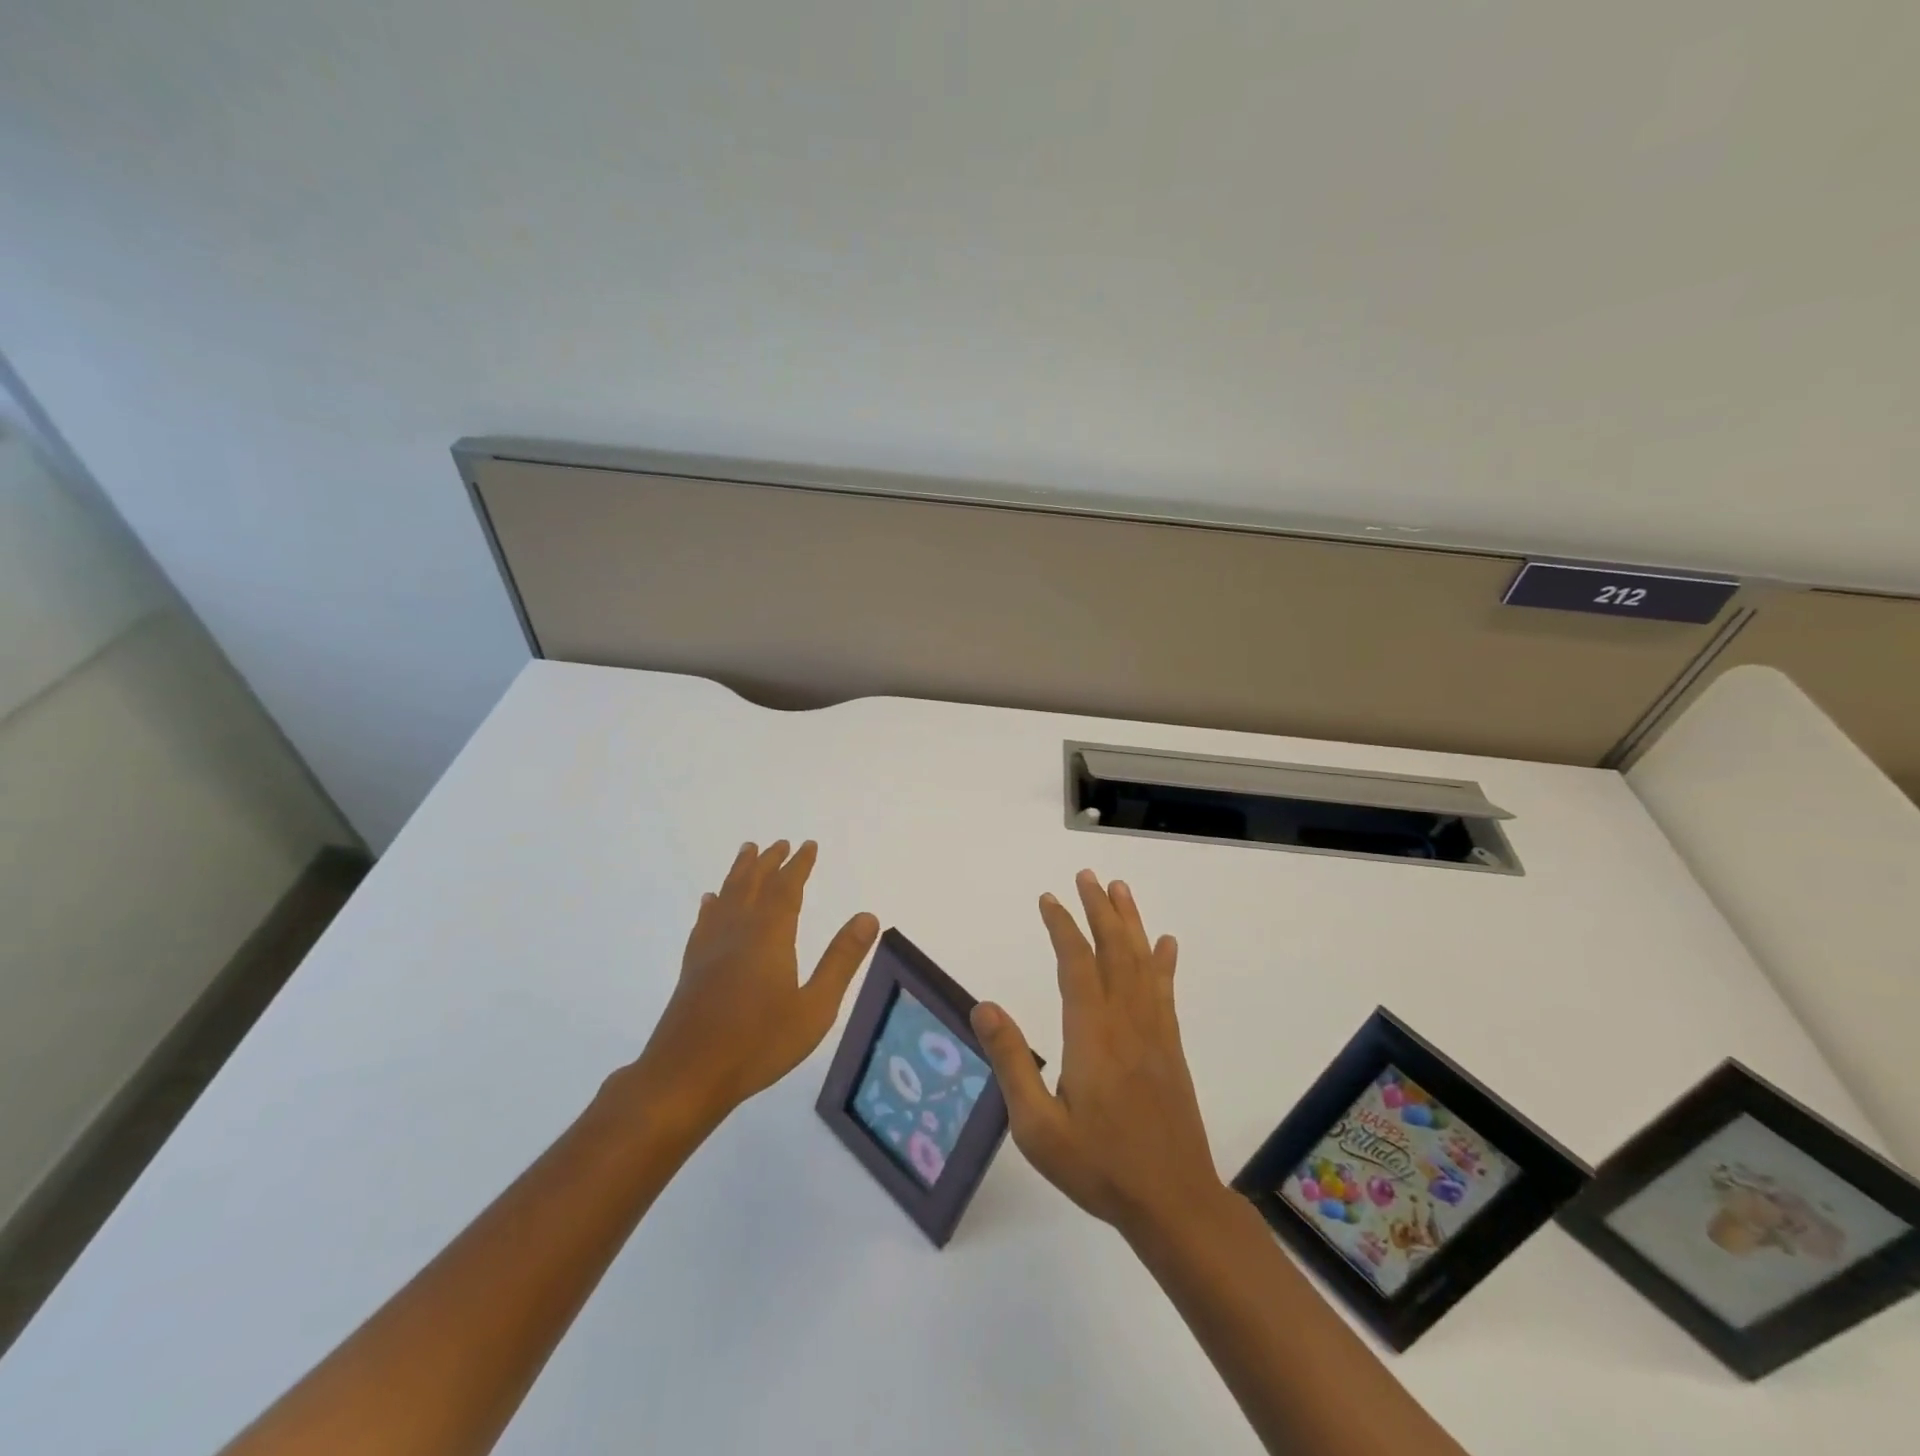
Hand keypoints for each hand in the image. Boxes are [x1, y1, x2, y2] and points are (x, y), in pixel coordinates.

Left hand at [632, 840, 879, 1127]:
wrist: (687, 1075)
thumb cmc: (759, 1043)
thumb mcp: (815, 1007)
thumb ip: (841, 960)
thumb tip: (868, 916)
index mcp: (770, 936)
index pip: (787, 888)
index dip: (799, 865)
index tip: (808, 845)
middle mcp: (738, 931)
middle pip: (753, 885)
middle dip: (769, 862)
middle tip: (779, 843)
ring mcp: (711, 948)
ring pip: (727, 896)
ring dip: (739, 873)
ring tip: (746, 852)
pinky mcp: (692, 967)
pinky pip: (704, 921)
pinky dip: (711, 905)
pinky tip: (710, 901)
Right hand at [971, 870, 1226, 1241]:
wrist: (1173, 1201)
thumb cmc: (1098, 1166)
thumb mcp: (1037, 1126)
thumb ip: (1011, 1062)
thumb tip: (984, 1006)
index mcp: (1091, 1034)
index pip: (1076, 963)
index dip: (1062, 926)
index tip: (1048, 898)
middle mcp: (1126, 1020)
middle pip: (1114, 950)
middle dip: (1099, 908)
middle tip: (1087, 875)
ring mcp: (1154, 1031)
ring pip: (1142, 962)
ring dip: (1130, 922)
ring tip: (1120, 889)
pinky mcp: (1170, 1047)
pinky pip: (1165, 990)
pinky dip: (1163, 961)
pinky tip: (1165, 944)